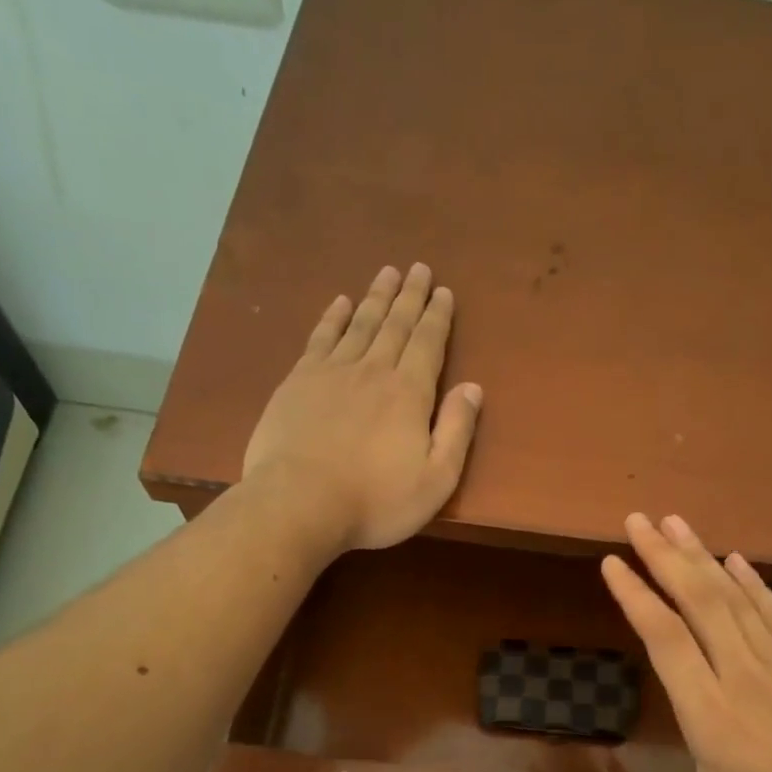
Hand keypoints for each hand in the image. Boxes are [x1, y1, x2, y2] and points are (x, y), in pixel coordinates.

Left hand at [242, 263, 483, 551]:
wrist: (299, 503)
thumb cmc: (376, 502)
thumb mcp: (435, 480)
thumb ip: (457, 432)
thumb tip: (473, 388)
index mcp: (409, 394)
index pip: (428, 344)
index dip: (437, 317)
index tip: (443, 291)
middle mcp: (372, 371)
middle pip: (395, 325)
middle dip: (410, 296)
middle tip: (418, 268)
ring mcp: (331, 372)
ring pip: (360, 324)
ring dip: (376, 297)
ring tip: (387, 273)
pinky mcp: (298, 382)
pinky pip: (321, 338)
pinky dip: (334, 317)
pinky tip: (341, 303)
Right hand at [590, 513, 771, 771]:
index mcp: (712, 719)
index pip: (666, 640)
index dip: (636, 596)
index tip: (611, 562)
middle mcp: (745, 680)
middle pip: (700, 602)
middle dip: (665, 556)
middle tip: (637, 518)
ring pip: (737, 600)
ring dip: (703, 558)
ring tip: (676, 522)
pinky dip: (754, 584)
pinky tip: (738, 560)